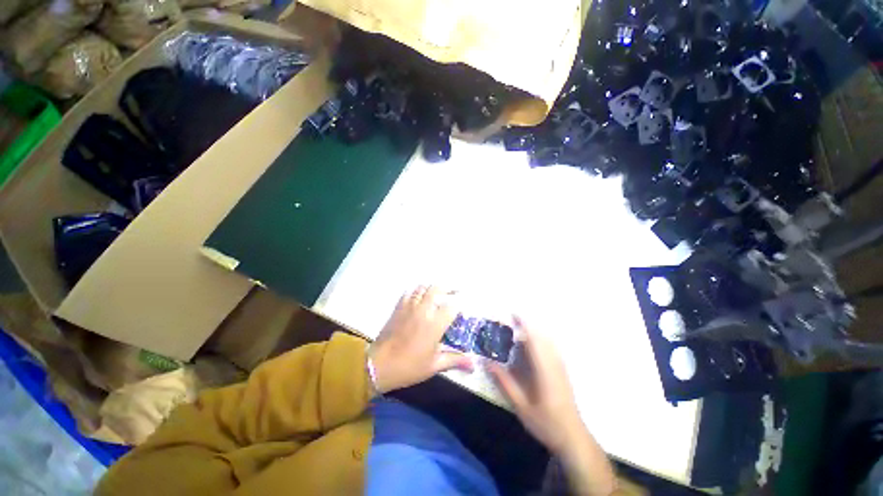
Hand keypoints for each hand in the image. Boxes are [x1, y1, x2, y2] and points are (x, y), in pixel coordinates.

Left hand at [369, 286, 473, 393]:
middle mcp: (423, 311)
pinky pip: (409, 292)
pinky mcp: (398, 307)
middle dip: (448, 288)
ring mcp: (409, 307)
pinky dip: (417, 290)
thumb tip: (473, 365)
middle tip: (454, 291)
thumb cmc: (409, 367)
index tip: (463, 306)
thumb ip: (455, 360)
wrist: (379, 365)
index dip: (459, 304)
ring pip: (422, 287)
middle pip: (437, 289)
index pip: (451, 306)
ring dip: (432, 287)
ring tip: (439, 292)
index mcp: (434, 325)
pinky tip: (420, 295)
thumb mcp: (434, 366)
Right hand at [488, 316, 585, 454]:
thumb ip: (504, 382)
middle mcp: (554, 363)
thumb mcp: (521, 406)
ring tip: (517, 331)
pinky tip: (530, 346)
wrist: (574, 438)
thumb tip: (487, 363)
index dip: (523, 324)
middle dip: (526, 325)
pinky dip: (539, 340)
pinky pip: (550, 348)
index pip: (534, 339)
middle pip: (541, 336)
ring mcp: (560, 366)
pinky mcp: (562, 370)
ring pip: (547, 341)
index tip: (512, 313)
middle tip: (510, 320)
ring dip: (533, 332)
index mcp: (544, 369)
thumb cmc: (546, 423)